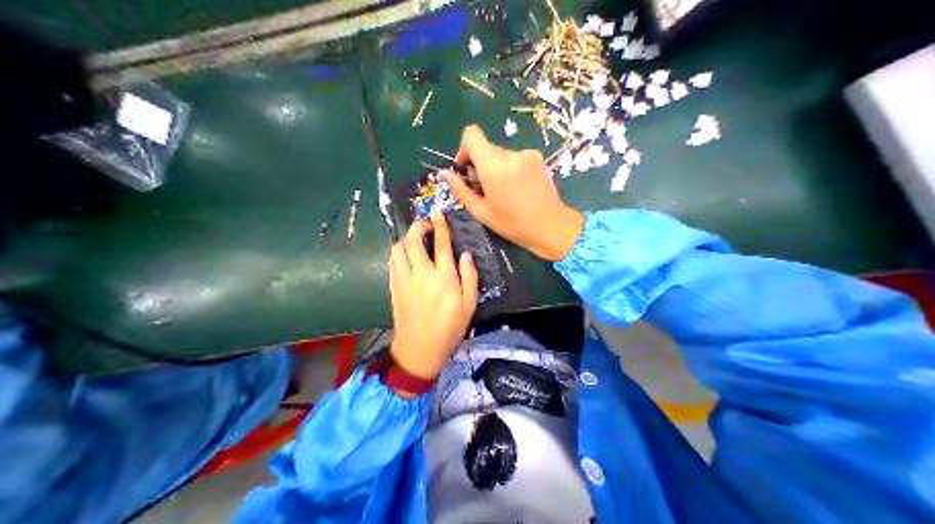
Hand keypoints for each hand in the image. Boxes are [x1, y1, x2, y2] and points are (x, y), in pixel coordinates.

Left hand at [388, 210, 477, 381]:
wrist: (419, 349)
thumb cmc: (449, 329)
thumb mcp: (469, 306)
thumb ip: (470, 278)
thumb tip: (466, 255)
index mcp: (444, 278)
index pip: (441, 244)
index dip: (440, 225)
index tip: (438, 213)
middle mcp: (422, 274)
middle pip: (413, 240)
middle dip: (418, 226)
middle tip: (425, 224)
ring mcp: (404, 279)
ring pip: (399, 248)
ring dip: (406, 238)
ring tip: (415, 239)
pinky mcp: (394, 286)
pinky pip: (393, 261)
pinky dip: (399, 251)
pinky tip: (406, 254)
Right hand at [441, 123, 581, 260]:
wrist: (551, 226)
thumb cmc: (513, 224)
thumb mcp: (481, 211)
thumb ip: (460, 190)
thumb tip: (444, 173)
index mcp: (493, 166)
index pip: (471, 134)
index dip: (464, 148)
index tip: (466, 168)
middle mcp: (510, 154)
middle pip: (486, 147)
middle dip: (480, 164)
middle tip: (485, 189)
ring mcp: (526, 154)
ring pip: (501, 154)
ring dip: (497, 168)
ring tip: (504, 192)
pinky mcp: (537, 157)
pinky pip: (515, 158)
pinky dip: (511, 168)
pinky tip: (518, 188)